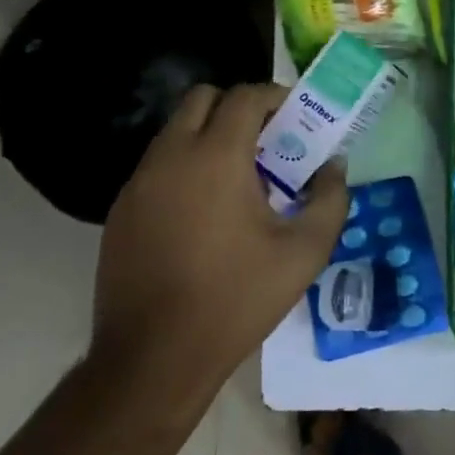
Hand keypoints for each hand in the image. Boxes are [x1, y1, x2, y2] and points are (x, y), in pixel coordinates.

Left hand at [91, 83, 347, 385]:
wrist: (154, 358)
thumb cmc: (237, 299)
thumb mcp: (305, 252)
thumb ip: (330, 198)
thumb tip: (334, 165)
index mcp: (216, 157)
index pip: (244, 96)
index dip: (275, 97)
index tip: (297, 118)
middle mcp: (171, 157)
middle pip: (202, 99)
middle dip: (238, 108)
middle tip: (267, 142)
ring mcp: (138, 183)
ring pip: (175, 131)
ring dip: (209, 136)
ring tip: (239, 179)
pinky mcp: (120, 210)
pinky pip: (157, 166)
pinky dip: (185, 166)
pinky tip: (204, 212)